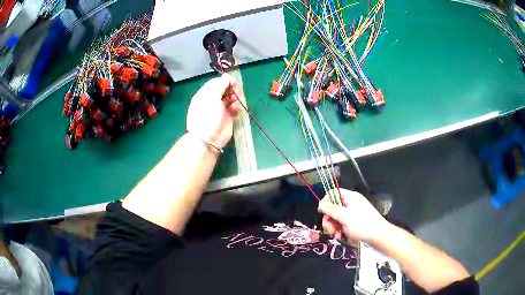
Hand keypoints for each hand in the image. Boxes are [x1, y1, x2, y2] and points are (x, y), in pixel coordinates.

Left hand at [186, 73, 239, 148]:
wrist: (208, 138)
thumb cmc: (207, 116)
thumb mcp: (212, 97)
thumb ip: (220, 84)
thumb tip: (226, 76)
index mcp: (205, 94)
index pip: (216, 82)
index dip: (225, 81)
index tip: (233, 82)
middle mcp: (212, 100)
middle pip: (225, 89)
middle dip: (232, 89)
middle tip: (236, 92)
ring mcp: (220, 109)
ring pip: (231, 98)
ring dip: (235, 97)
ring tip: (236, 101)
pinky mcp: (228, 117)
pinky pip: (235, 108)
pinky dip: (237, 107)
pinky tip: (236, 109)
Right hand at [318, 188, 389, 244]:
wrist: (379, 237)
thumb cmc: (363, 225)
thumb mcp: (345, 217)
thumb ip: (332, 209)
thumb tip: (320, 203)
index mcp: (350, 197)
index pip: (333, 193)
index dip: (326, 202)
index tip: (323, 213)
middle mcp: (350, 204)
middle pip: (332, 207)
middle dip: (329, 219)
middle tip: (330, 229)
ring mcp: (352, 214)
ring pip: (335, 218)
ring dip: (333, 227)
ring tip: (336, 235)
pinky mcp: (353, 223)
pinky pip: (341, 224)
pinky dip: (339, 230)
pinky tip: (340, 236)